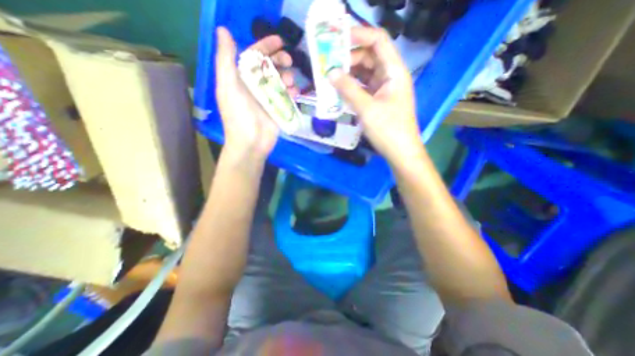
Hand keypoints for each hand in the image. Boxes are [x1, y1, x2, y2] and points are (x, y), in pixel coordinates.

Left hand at [213, 26, 297, 162]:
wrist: (251, 143)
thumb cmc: (238, 116)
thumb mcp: (228, 87)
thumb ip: (226, 60)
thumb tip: (223, 29)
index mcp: (242, 78)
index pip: (255, 56)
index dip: (266, 46)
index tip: (280, 41)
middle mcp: (256, 86)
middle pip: (271, 67)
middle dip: (281, 61)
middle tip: (289, 61)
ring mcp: (269, 98)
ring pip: (282, 81)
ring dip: (288, 77)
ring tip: (291, 82)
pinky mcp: (279, 109)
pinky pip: (288, 96)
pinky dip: (293, 92)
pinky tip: (296, 93)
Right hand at [327, 26, 419, 164]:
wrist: (400, 152)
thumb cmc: (388, 130)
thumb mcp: (367, 108)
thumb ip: (348, 89)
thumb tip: (330, 72)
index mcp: (394, 71)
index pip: (378, 41)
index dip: (359, 35)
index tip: (337, 39)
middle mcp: (390, 76)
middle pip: (369, 56)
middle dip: (349, 58)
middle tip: (328, 64)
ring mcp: (384, 89)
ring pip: (364, 73)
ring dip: (348, 74)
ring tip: (330, 77)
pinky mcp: (378, 101)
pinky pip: (363, 88)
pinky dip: (351, 87)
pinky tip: (338, 91)